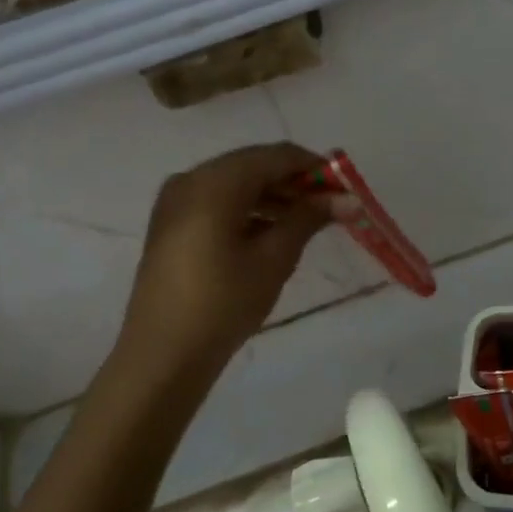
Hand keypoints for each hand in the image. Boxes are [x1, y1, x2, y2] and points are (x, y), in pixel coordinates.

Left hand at [119, 144, 331, 375]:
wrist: (163, 355)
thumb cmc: (223, 303)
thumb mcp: (274, 258)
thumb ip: (309, 218)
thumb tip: (349, 198)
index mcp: (214, 182)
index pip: (276, 156)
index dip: (315, 168)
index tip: (346, 190)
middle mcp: (191, 179)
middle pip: (254, 166)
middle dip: (295, 182)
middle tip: (332, 208)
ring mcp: (176, 201)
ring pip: (236, 184)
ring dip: (274, 196)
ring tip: (307, 223)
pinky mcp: (171, 224)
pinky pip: (218, 202)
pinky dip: (248, 209)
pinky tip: (272, 232)